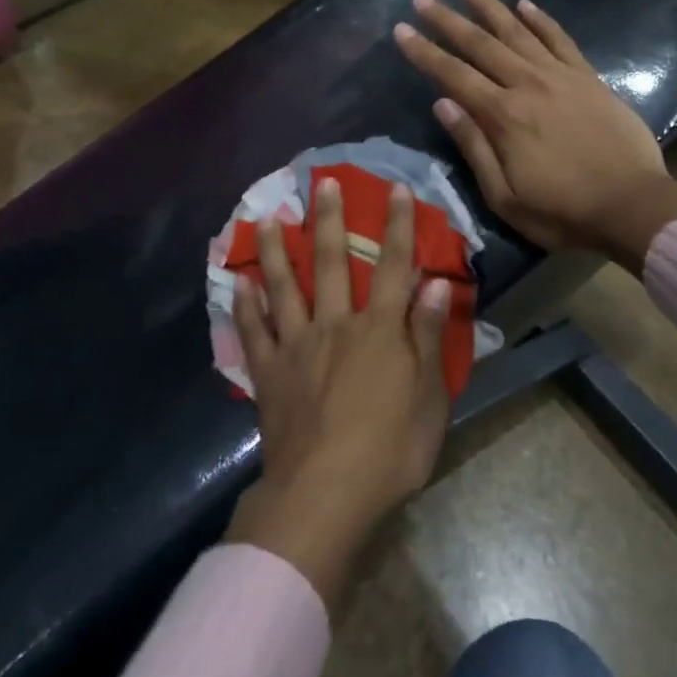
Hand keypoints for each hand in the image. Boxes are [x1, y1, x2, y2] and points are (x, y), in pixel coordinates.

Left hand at [225, 177, 452, 604]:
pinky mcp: (269, 373)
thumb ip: (430, 336)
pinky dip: (245, 305)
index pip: (393, 266)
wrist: (325, 495)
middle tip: (323, 182)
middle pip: (331, 262)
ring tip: (268, 217)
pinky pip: (253, 331)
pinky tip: (239, 283)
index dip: (398, 225)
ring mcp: (296, 346)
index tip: (397, 189)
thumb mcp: (430, 397)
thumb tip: (437, 282)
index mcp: (379, 330)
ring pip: (284, 286)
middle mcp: (335, 325)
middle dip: (330, 219)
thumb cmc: (389, 450)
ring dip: (276, 249)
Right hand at [393, 0, 676, 273]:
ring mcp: (561, 77)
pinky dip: (541, 20)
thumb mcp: (505, 196)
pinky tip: (525, 4)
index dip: (424, 52)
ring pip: (518, 31)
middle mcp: (528, 85)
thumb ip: (473, 147)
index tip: (401, 30)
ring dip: (489, 6)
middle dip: (448, 19)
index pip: (453, 75)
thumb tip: (443, 104)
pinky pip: (560, 40)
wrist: (633, 206)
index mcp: (504, 116)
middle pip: (480, 44)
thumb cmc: (563, 212)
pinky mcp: (589, 78)